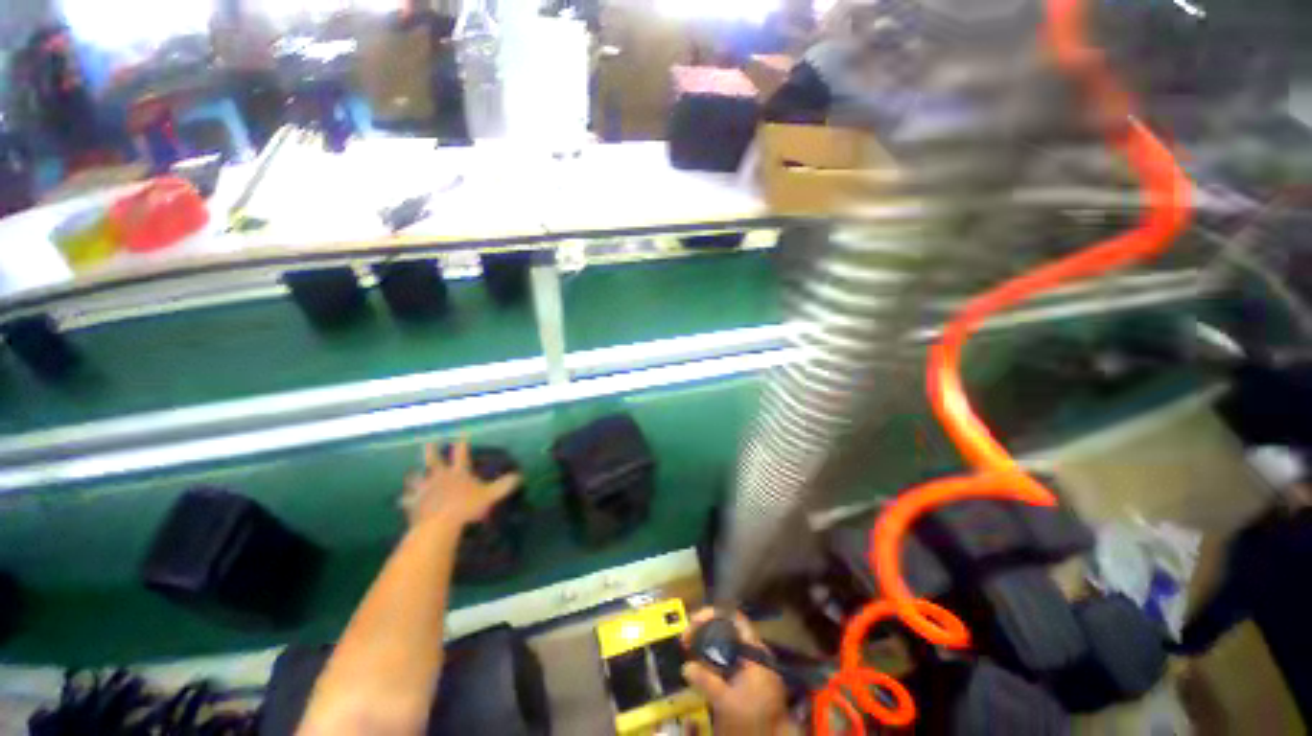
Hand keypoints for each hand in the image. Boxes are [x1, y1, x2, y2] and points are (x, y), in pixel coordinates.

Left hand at [401, 439, 520, 528]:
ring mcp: (423, 490)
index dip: (462, 442)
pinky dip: (405, 499)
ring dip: (414, 476)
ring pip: (416, 478)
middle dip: (431, 450)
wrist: (438, 525)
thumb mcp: (490, 496)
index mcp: (457, 473)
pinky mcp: (413, 504)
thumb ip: (503, 485)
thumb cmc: (466, 507)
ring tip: (412, 473)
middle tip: (428, 442)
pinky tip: (401, 500)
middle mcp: (439, 477)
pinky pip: (406, 500)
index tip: (462, 432)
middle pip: (433, 460)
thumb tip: (518, 476)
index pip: (461, 453)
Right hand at [683, 609, 790, 735]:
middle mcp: (756, 652)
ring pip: (728, 646)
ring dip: (709, 646)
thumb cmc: (752, 717)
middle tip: (687, 640)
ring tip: (690, 652)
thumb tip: (686, 666)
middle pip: (728, 630)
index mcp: (754, 650)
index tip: (693, 623)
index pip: (733, 618)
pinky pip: (731, 661)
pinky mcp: (752, 680)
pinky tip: (703, 670)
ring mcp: (755, 666)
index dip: (712, 615)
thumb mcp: (726, 701)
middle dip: (706, 631)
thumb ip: (705, 681)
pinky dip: (716, 661)